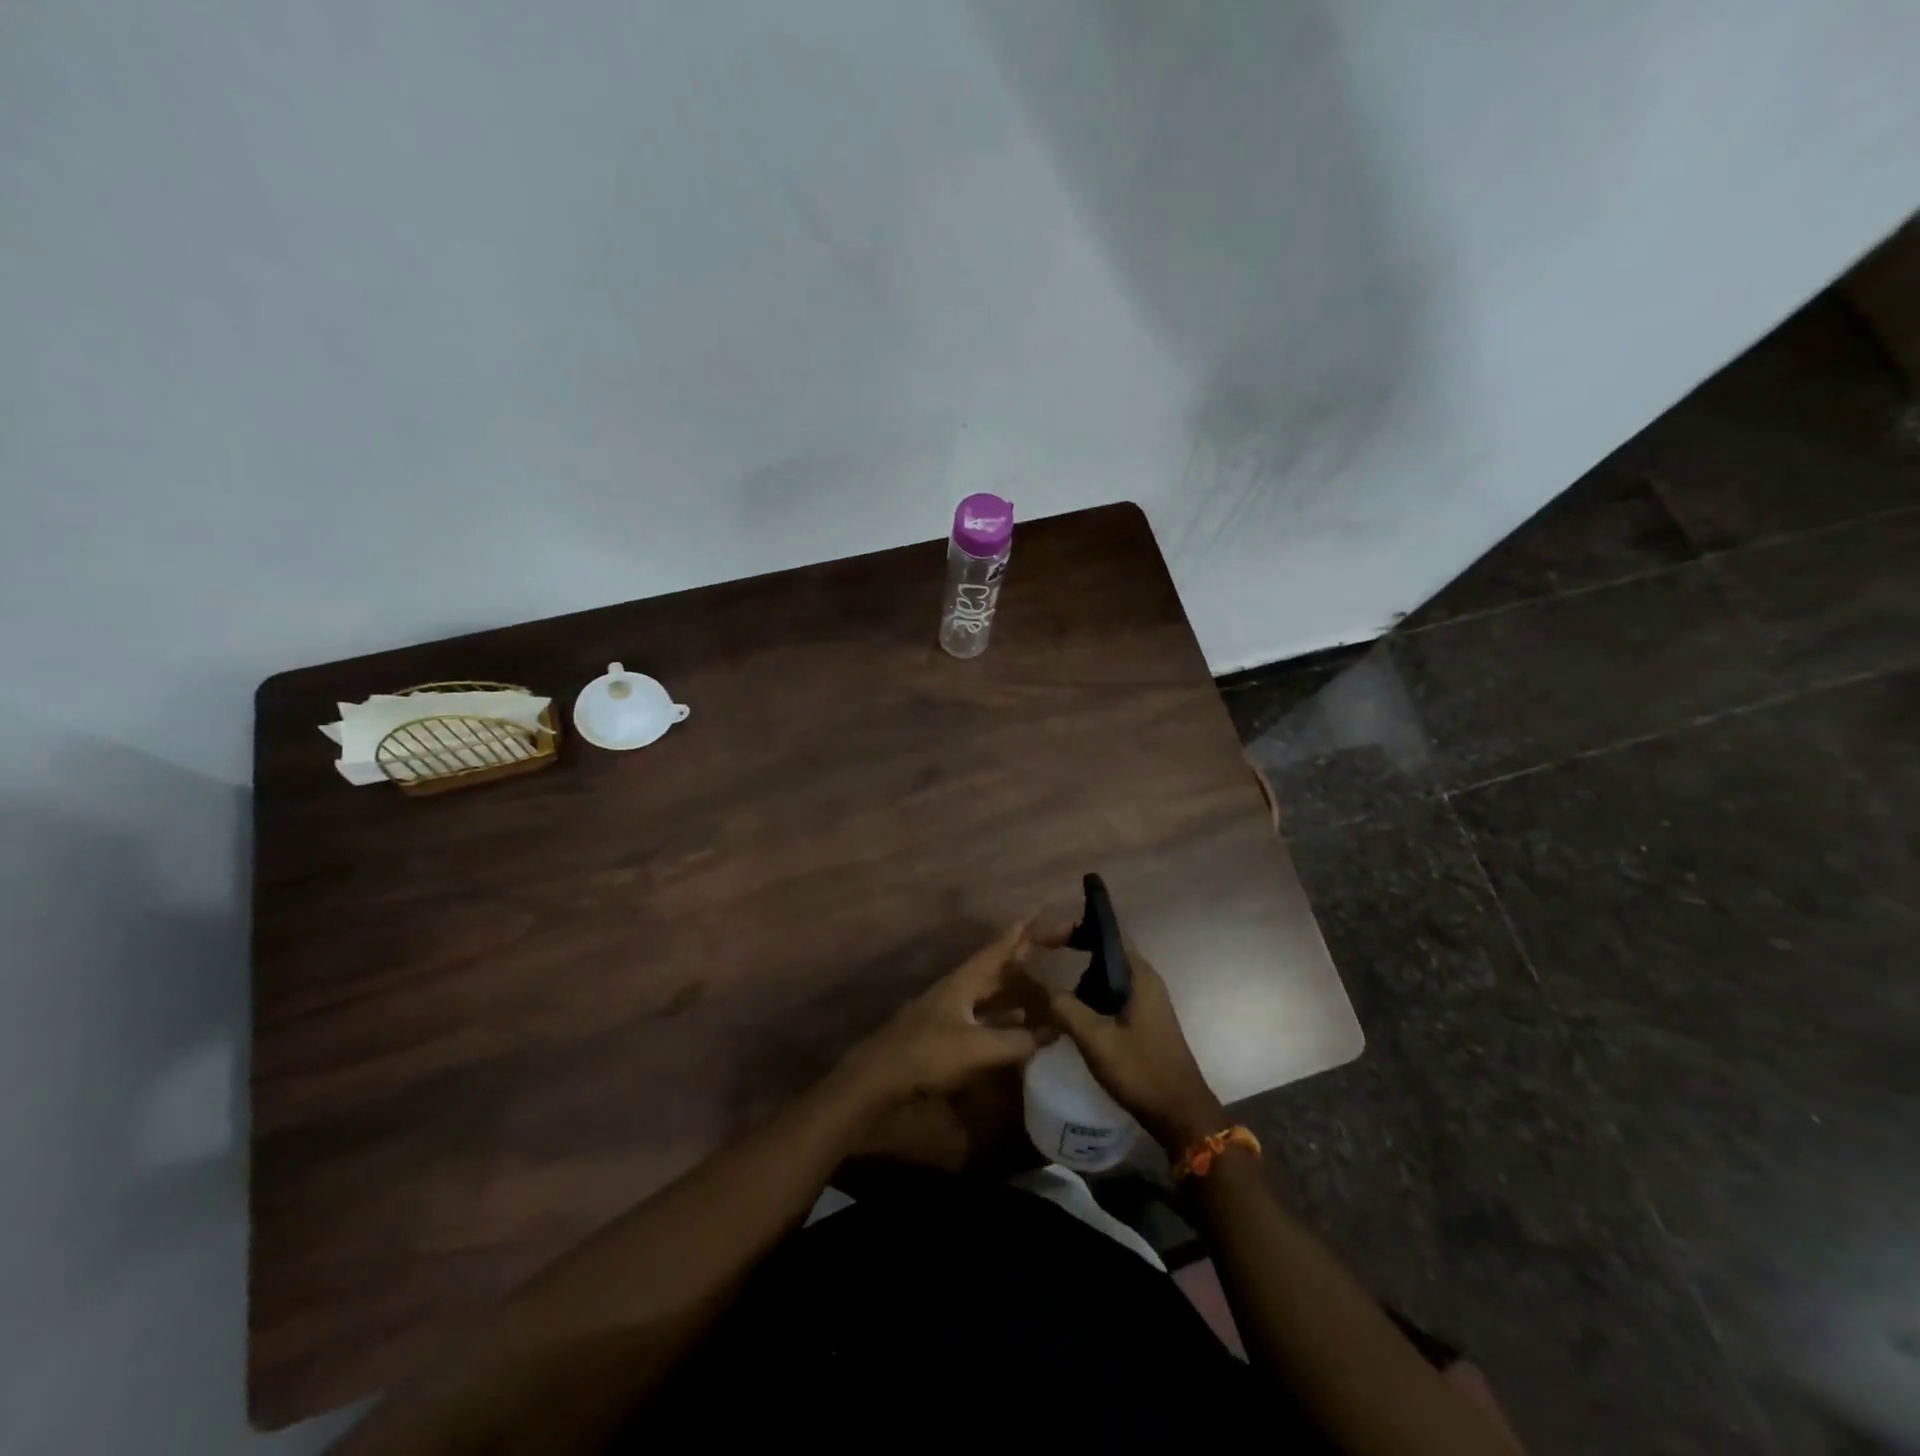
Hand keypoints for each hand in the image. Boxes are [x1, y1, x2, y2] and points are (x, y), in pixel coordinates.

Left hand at [838, 920, 1041, 1108]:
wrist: (879, 1079)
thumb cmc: (927, 1053)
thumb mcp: (977, 1047)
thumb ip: (1016, 1040)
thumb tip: (1051, 1033)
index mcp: (962, 982)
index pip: (996, 951)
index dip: (1017, 935)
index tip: (1037, 915)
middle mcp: (956, 992)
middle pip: (993, 972)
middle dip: (1019, 964)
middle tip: (1046, 954)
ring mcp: (948, 1015)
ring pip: (988, 998)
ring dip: (1013, 995)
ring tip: (1042, 994)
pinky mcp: (944, 1039)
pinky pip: (983, 1021)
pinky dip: (1003, 1021)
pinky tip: (1017, 1030)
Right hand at [1035, 924, 1223, 1152]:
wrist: (1181, 1114)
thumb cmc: (1142, 1072)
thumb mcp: (1097, 1041)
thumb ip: (1069, 1010)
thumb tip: (1047, 991)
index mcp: (1140, 976)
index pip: (1109, 933)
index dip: (1078, 926)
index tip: (1050, 934)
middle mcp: (1146, 981)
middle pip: (1108, 950)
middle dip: (1078, 944)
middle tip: (1046, 948)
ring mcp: (1147, 1001)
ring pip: (1110, 973)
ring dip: (1084, 969)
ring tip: (1053, 972)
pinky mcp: (1144, 1020)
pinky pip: (1114, 993)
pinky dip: (1092, 990)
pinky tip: (1073, 1006)